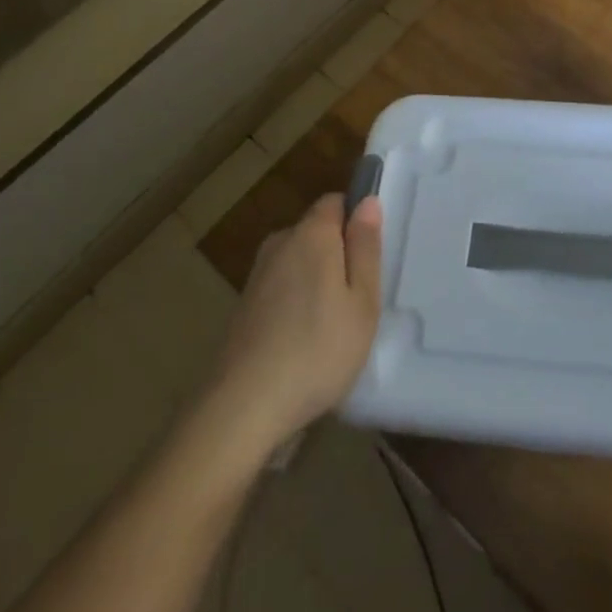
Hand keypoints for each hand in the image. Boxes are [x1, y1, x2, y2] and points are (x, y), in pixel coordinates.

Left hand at [205, 193, 382, 454]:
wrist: (242, 410)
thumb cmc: (317, 350)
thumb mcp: (362, 300)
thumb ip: (366, 247)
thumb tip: (367, 202)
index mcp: (311, 234)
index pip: (335, 201)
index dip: (355, 220)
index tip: (369, 257)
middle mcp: (280, 244)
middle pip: (316, 232)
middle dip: (337, 253)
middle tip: (358, 297)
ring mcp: (257, 276)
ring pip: (298, 262)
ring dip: (316, 281)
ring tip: (334, 324)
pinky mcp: (243, 308)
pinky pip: (281, 288)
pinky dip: (295, 303)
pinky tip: (304, 341)